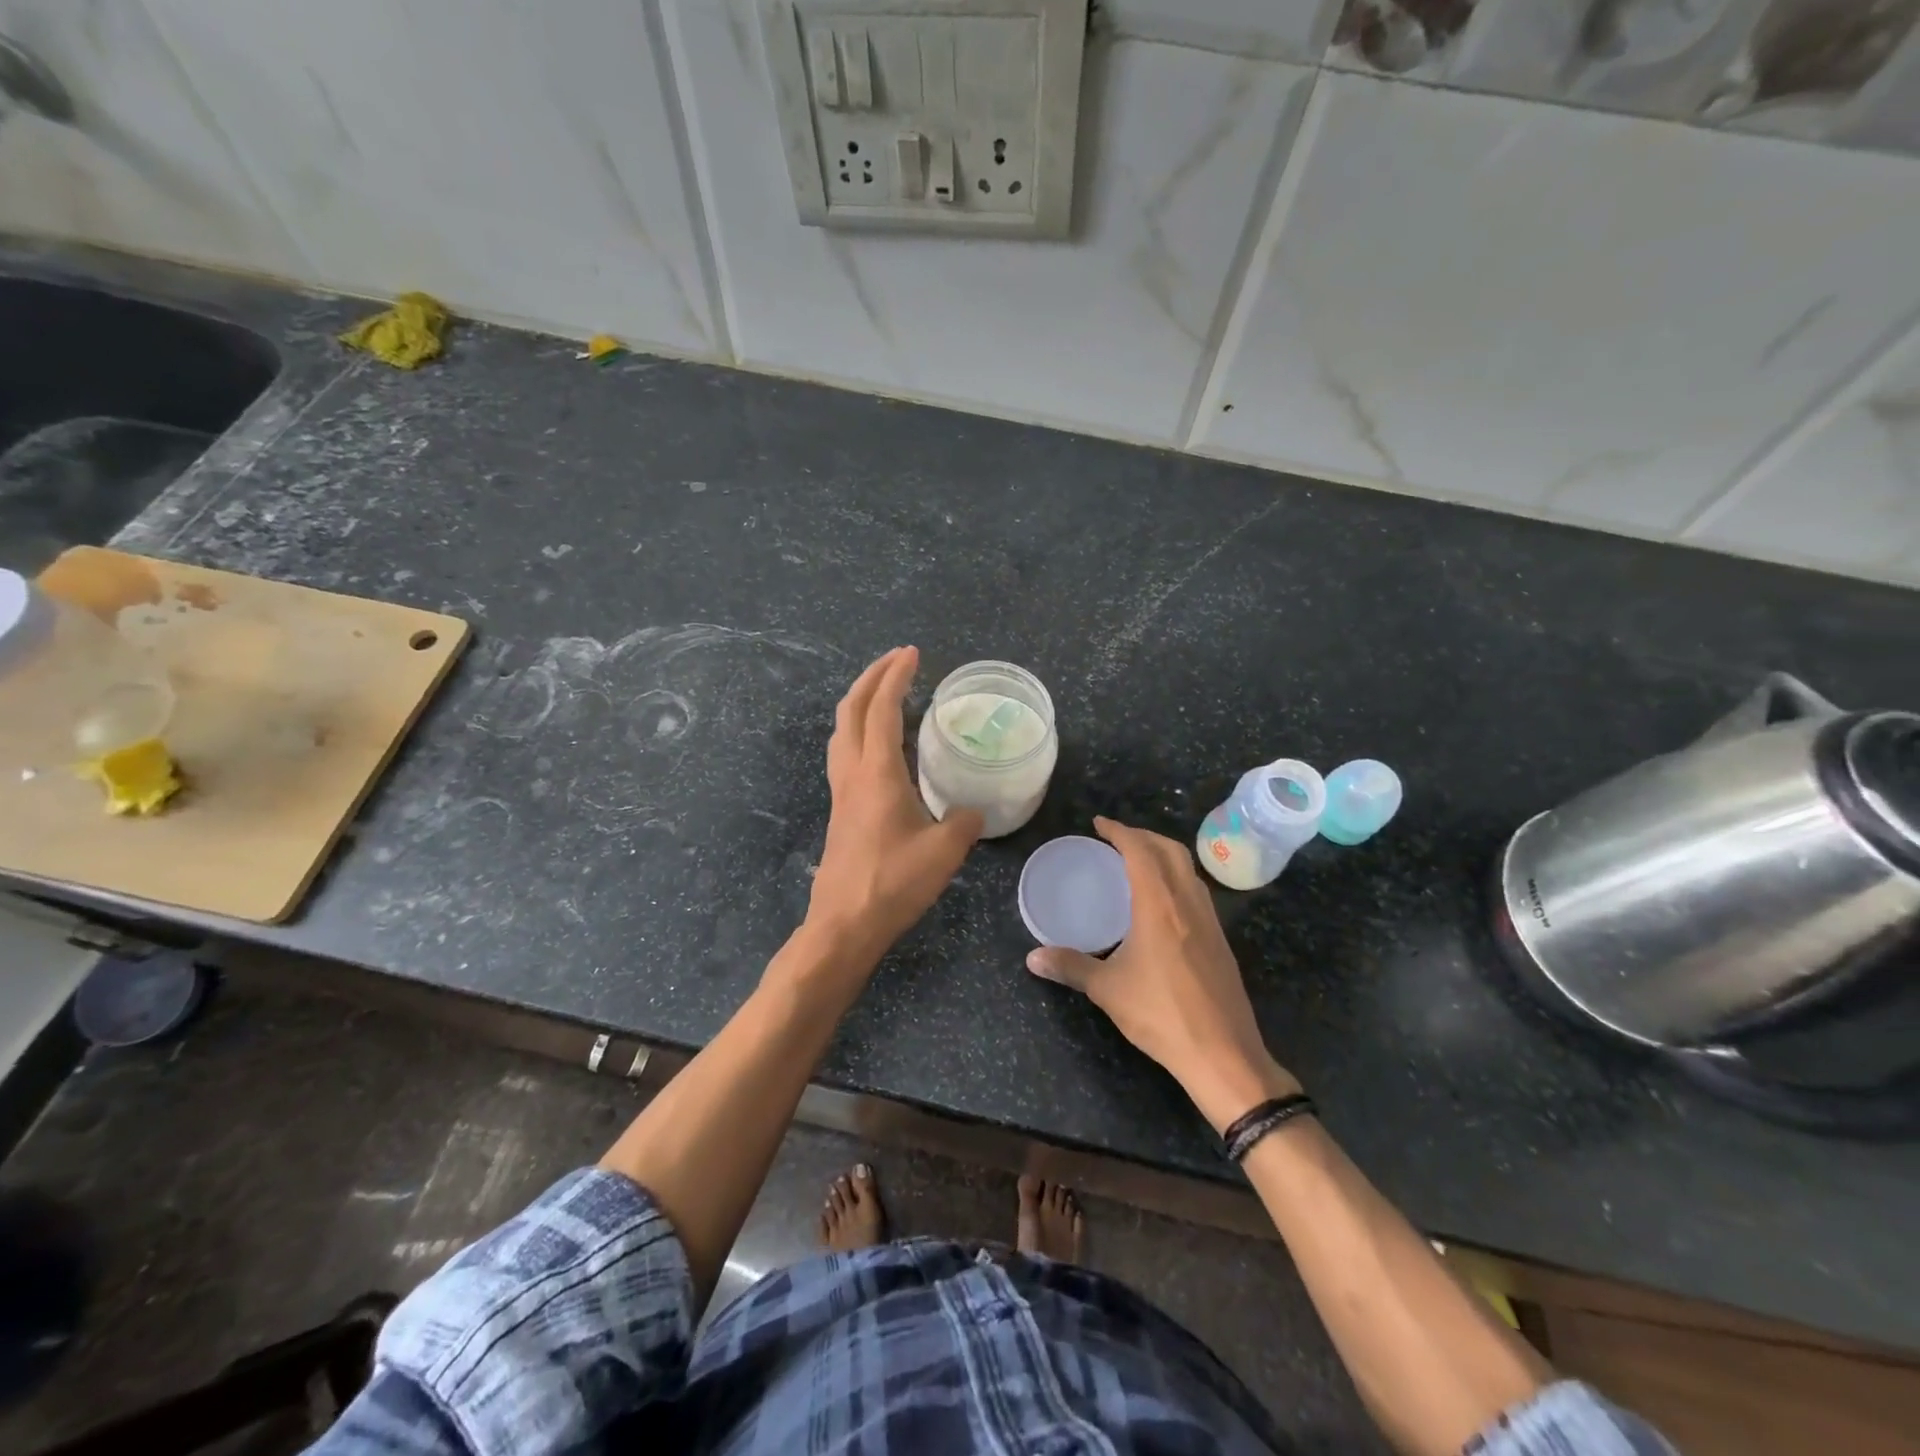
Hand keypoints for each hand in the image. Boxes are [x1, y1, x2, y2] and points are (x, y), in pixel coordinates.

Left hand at [803, 647, 983, 967]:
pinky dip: (859, 730)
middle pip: (851, 709)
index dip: (896, 677)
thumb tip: (972, 813)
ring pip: (841, 730)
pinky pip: (844, 752)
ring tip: (886, 693)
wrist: (845, 924)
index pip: (883, 709)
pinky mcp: (840, 810)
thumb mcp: (945, 852)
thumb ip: (964, 823)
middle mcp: (852, 773)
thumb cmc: (893, 883)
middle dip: (872, 677)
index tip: (912, 654)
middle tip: (897, 661)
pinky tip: (879, 745)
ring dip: (860, 702)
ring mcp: (840, 792)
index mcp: (877, 773)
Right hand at [1027, 817, 1300, 1130]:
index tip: (1099, 824)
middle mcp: (1188, 903)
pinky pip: (1197, 891)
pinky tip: (1162, 903)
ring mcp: (1210, 921)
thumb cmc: (1161, 1015)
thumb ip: (1070, 966)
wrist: (1223, 1052)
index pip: (1140, 850)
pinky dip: (1177, 878)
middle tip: (1116, 840)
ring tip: (1137, 863)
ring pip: (1188, 869)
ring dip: (1163, 855)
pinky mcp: (1220, 940)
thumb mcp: (1107, 990)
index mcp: (1159, 905)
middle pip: (1170, 850)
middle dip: (1143, 836)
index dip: (1119, 831)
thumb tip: (1032, 958)